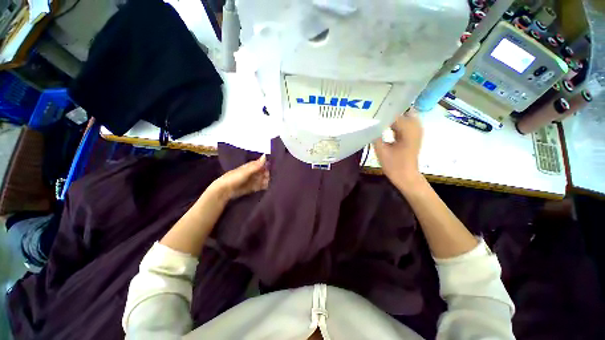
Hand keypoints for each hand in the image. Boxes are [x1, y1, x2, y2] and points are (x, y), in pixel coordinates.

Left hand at [209, 155, 269, 200]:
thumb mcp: (246, 171)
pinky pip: (259, 186)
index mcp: (250, 166)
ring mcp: (251, 181)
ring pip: (262, 179)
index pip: (261, 164)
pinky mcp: (251, 188)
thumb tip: (265, 155)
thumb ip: (256, 165)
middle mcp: (251, 173)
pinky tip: (268, 187)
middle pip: (262, 172)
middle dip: (268, 173)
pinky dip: (264, 186)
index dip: (267, 165)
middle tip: (275, 176)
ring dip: (266, 180)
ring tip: (272, 182)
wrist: (224, 191)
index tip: (275, 167)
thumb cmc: (234, 178)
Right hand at [373, 109, 423, 189]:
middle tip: (376, 111)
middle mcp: (415, 127)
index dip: (384, 110)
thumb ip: (375, 135)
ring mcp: (415, 131)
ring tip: (379, 117)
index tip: (372, 108)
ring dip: (393, 116)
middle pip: (403, 110)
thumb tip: (370, 124)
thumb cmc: (394, 165)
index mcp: (408, 130)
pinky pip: (405, 123)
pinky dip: (396, 122)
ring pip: (405, 116)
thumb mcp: (381, 150)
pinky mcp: (413, 135)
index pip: (395, 113)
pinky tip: (384, 125)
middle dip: (390, 110)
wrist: (406, 176)